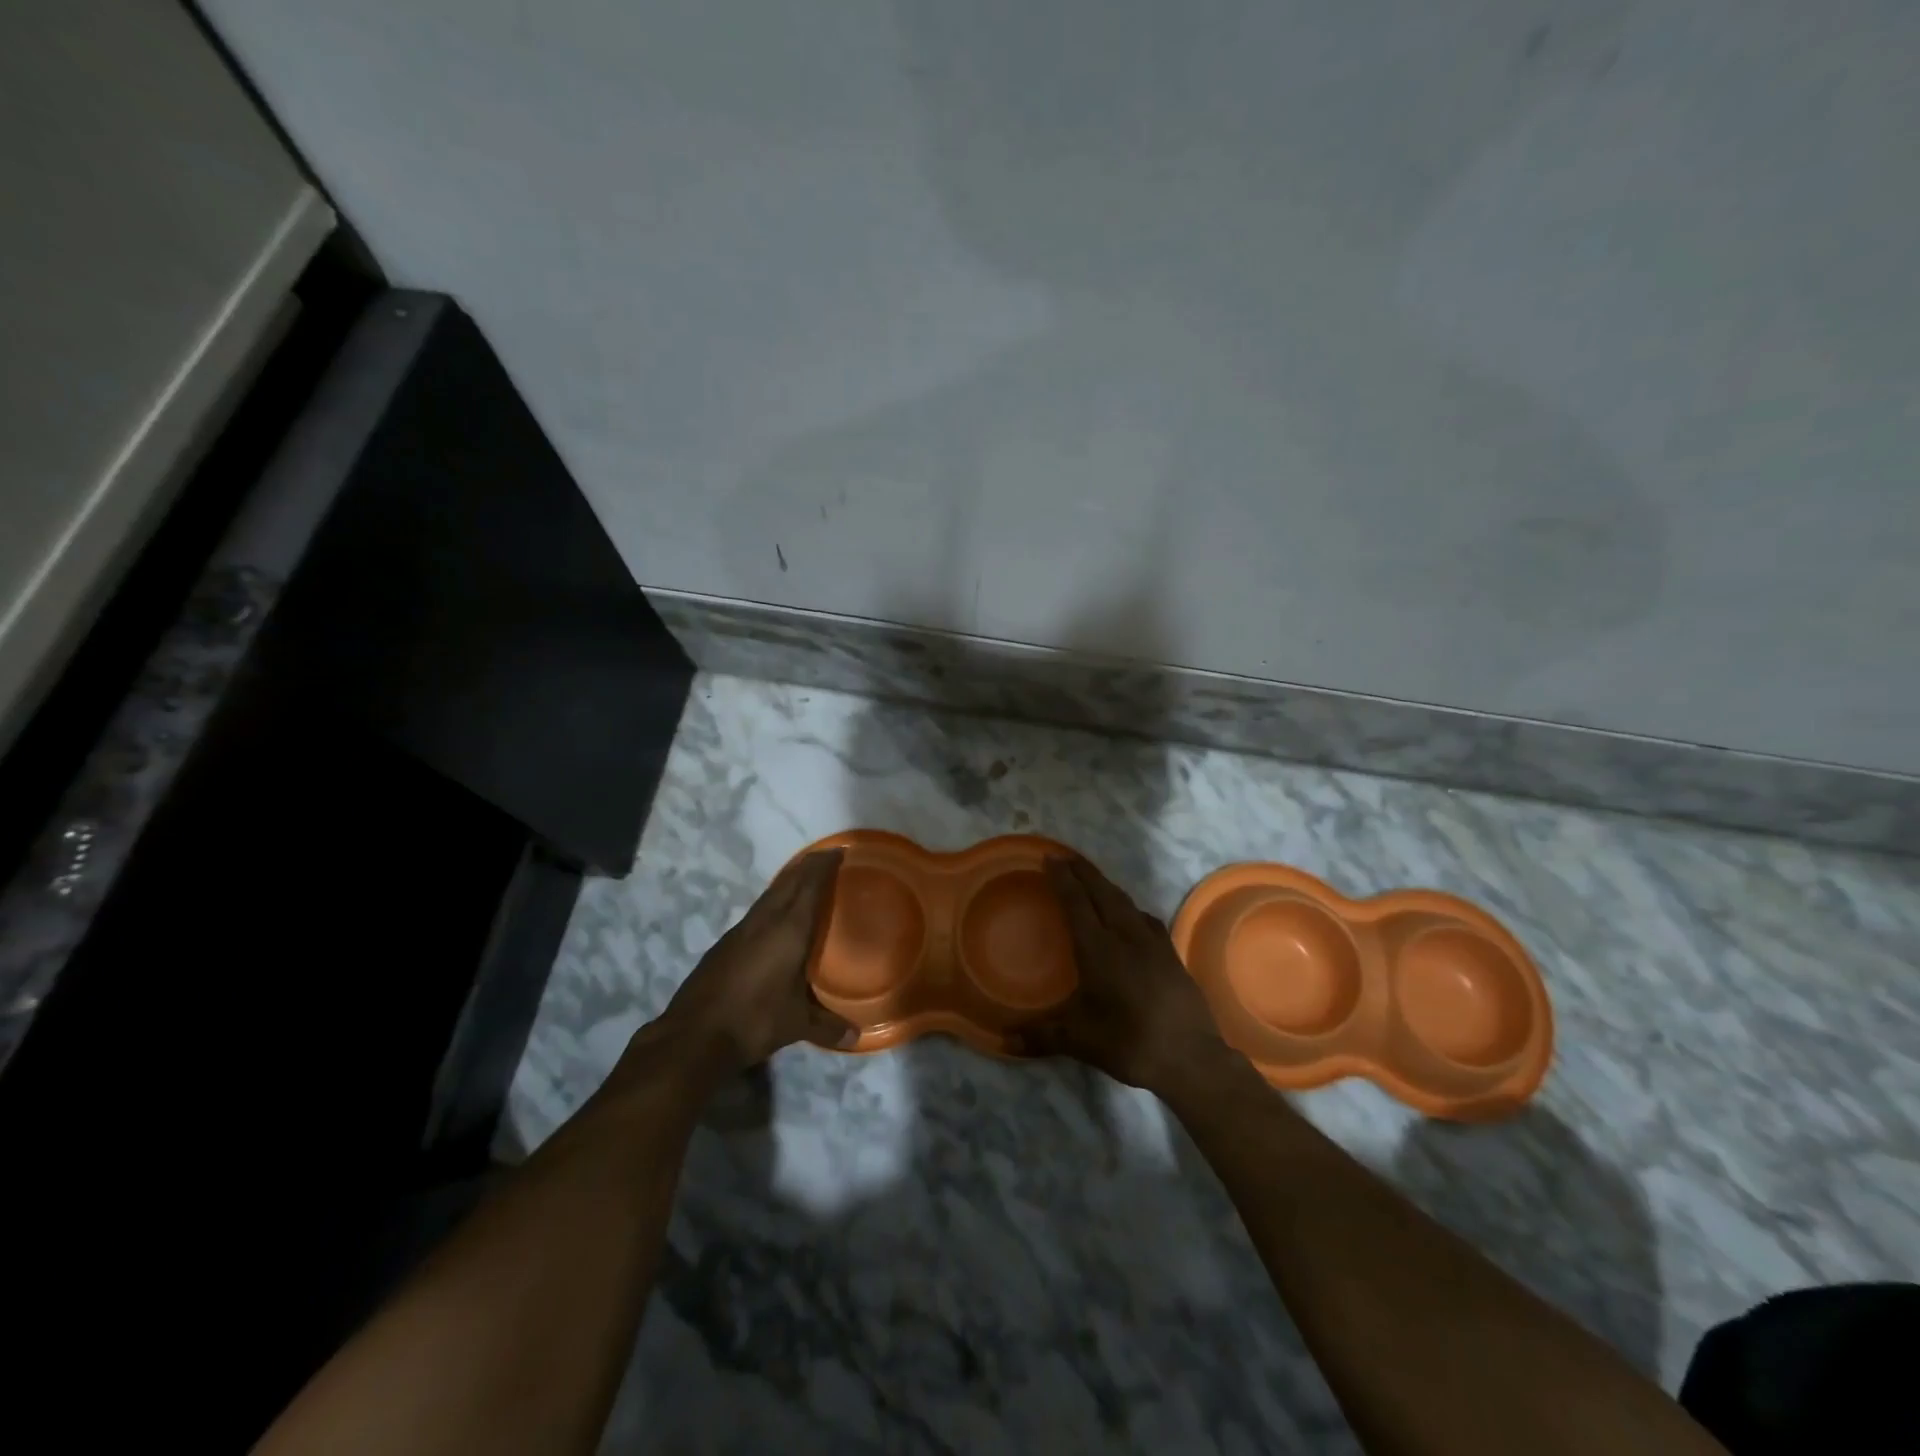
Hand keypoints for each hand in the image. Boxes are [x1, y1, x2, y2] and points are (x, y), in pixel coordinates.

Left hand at [648, 850, 856, 1081]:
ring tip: (803, 880)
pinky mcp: (724, 945)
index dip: (824, 866)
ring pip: (769, 895)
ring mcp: (740, 931)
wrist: (694, 1035)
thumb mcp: (796, 1025)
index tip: (838, 852)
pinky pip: (756, 911)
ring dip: (787, 882)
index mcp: (788, 930)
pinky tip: (773, 917)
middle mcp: (764, 922)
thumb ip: (828, 1027)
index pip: (809, 886)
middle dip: (807, 866)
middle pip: (788, 882)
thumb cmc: (754, 1020)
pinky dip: (771, 902)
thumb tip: (856, 1037)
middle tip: (825, 858)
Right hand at [1014, 856, 1234, 1094]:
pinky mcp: (1172, 955)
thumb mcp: (1078, 1040)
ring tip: (1093, 881)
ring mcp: (1153, 944)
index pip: (1076, 903)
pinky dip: (1131, 908)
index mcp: (1099, 950)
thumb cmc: (1129, 1043)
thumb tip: (1004, 1041)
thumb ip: (1040, 1035)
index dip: (1062, 879)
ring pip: (1127, 902)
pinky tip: (1131, 917)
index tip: (1050, 858)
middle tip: (1066, 857)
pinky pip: (1146, 919)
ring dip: (1107, 886)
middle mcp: (1126, 937)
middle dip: (1083, 872)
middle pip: (1103, 893)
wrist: (1190, 1058)